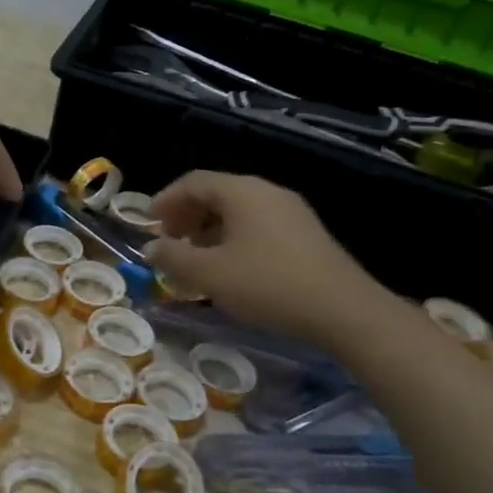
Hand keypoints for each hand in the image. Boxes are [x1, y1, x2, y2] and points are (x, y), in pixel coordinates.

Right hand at [146, 172, 380, 340]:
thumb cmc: (268, 285)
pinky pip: (257, 225)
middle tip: (169, 242)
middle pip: (216, 193)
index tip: (148, 223)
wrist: (344, 310)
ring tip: (196, 259)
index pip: (194, 182)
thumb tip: (151, 248)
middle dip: (187, 216)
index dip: (166, 200)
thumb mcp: (210, 274)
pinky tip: (230, 268)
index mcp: (242, 192)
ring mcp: (291, 212)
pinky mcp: (305, 234)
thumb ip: (173, 257)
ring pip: (238, 211)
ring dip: (209, 230)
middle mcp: (267, 192)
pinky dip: (233, 238)